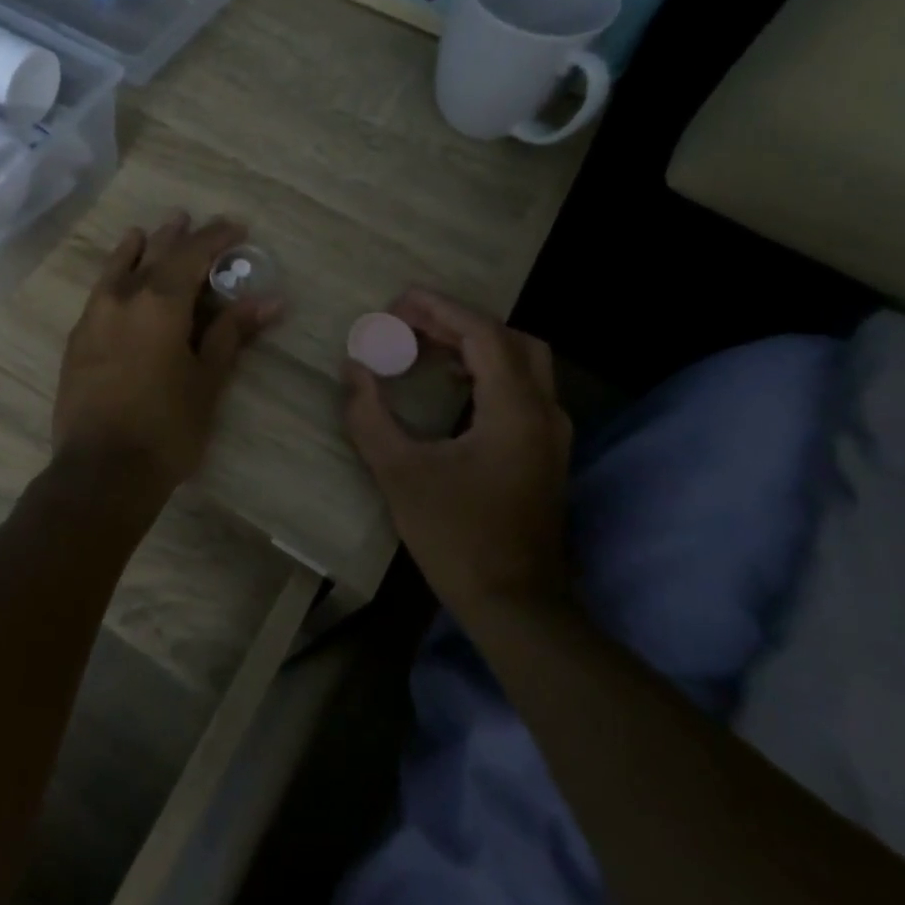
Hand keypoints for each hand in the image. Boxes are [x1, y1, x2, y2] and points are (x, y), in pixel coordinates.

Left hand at [54, 213, 280, 490]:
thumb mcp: (208, 379)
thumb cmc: (167, 427)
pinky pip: (99, 293)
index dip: (216, 237)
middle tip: (191, 220)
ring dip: (136, 249)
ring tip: (145, 233)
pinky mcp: (77, 340)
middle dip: (176, 236)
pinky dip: (114, 277)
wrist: (101, 471)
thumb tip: (269, 300)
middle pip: (153, 254)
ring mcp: (93, 317)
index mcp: (159, 302)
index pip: (193, 254)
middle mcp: (122, 298)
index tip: (237, 228)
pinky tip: (117, 282)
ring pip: (117, 269)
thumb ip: (232, 333)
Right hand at [343, 289, 572, 616]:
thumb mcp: (400, 473)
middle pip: (510, 339)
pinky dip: (487, 372)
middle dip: (459, 322)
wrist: (515, 605)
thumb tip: (353, 368)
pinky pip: (521, 389)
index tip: (398, 300)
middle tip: (410, 321)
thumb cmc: (456, 537)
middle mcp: (544, 411)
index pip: (482, 334)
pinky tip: (452, 384)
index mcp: (515, 409)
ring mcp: (551, 433)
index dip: (439, 309)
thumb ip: (370, 415)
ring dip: (475, 345)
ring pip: (521, 363)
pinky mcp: (545, 452)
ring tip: (424, 345)